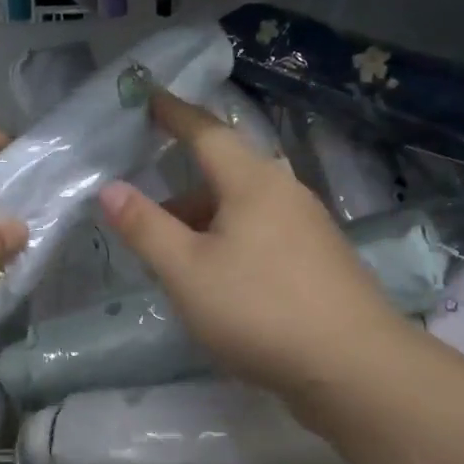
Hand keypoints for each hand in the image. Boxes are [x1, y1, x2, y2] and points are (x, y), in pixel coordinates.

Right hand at [98, 92, 404, 412]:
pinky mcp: (320, 262)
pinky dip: (231, 243)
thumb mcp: (186, 272)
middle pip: (225, 174)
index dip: (174, 114)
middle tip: (146, 216)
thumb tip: (110, 188)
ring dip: (205, 223)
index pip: (206, 132)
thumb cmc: (259, 310)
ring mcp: (309, 228)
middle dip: (183, 190)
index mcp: (253, 182)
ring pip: (244, 210)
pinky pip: (263, 235)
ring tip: (175, 258)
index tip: (149, 97)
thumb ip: (146, 228)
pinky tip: (220, 282)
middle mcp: (285, 193)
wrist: (353, 366)